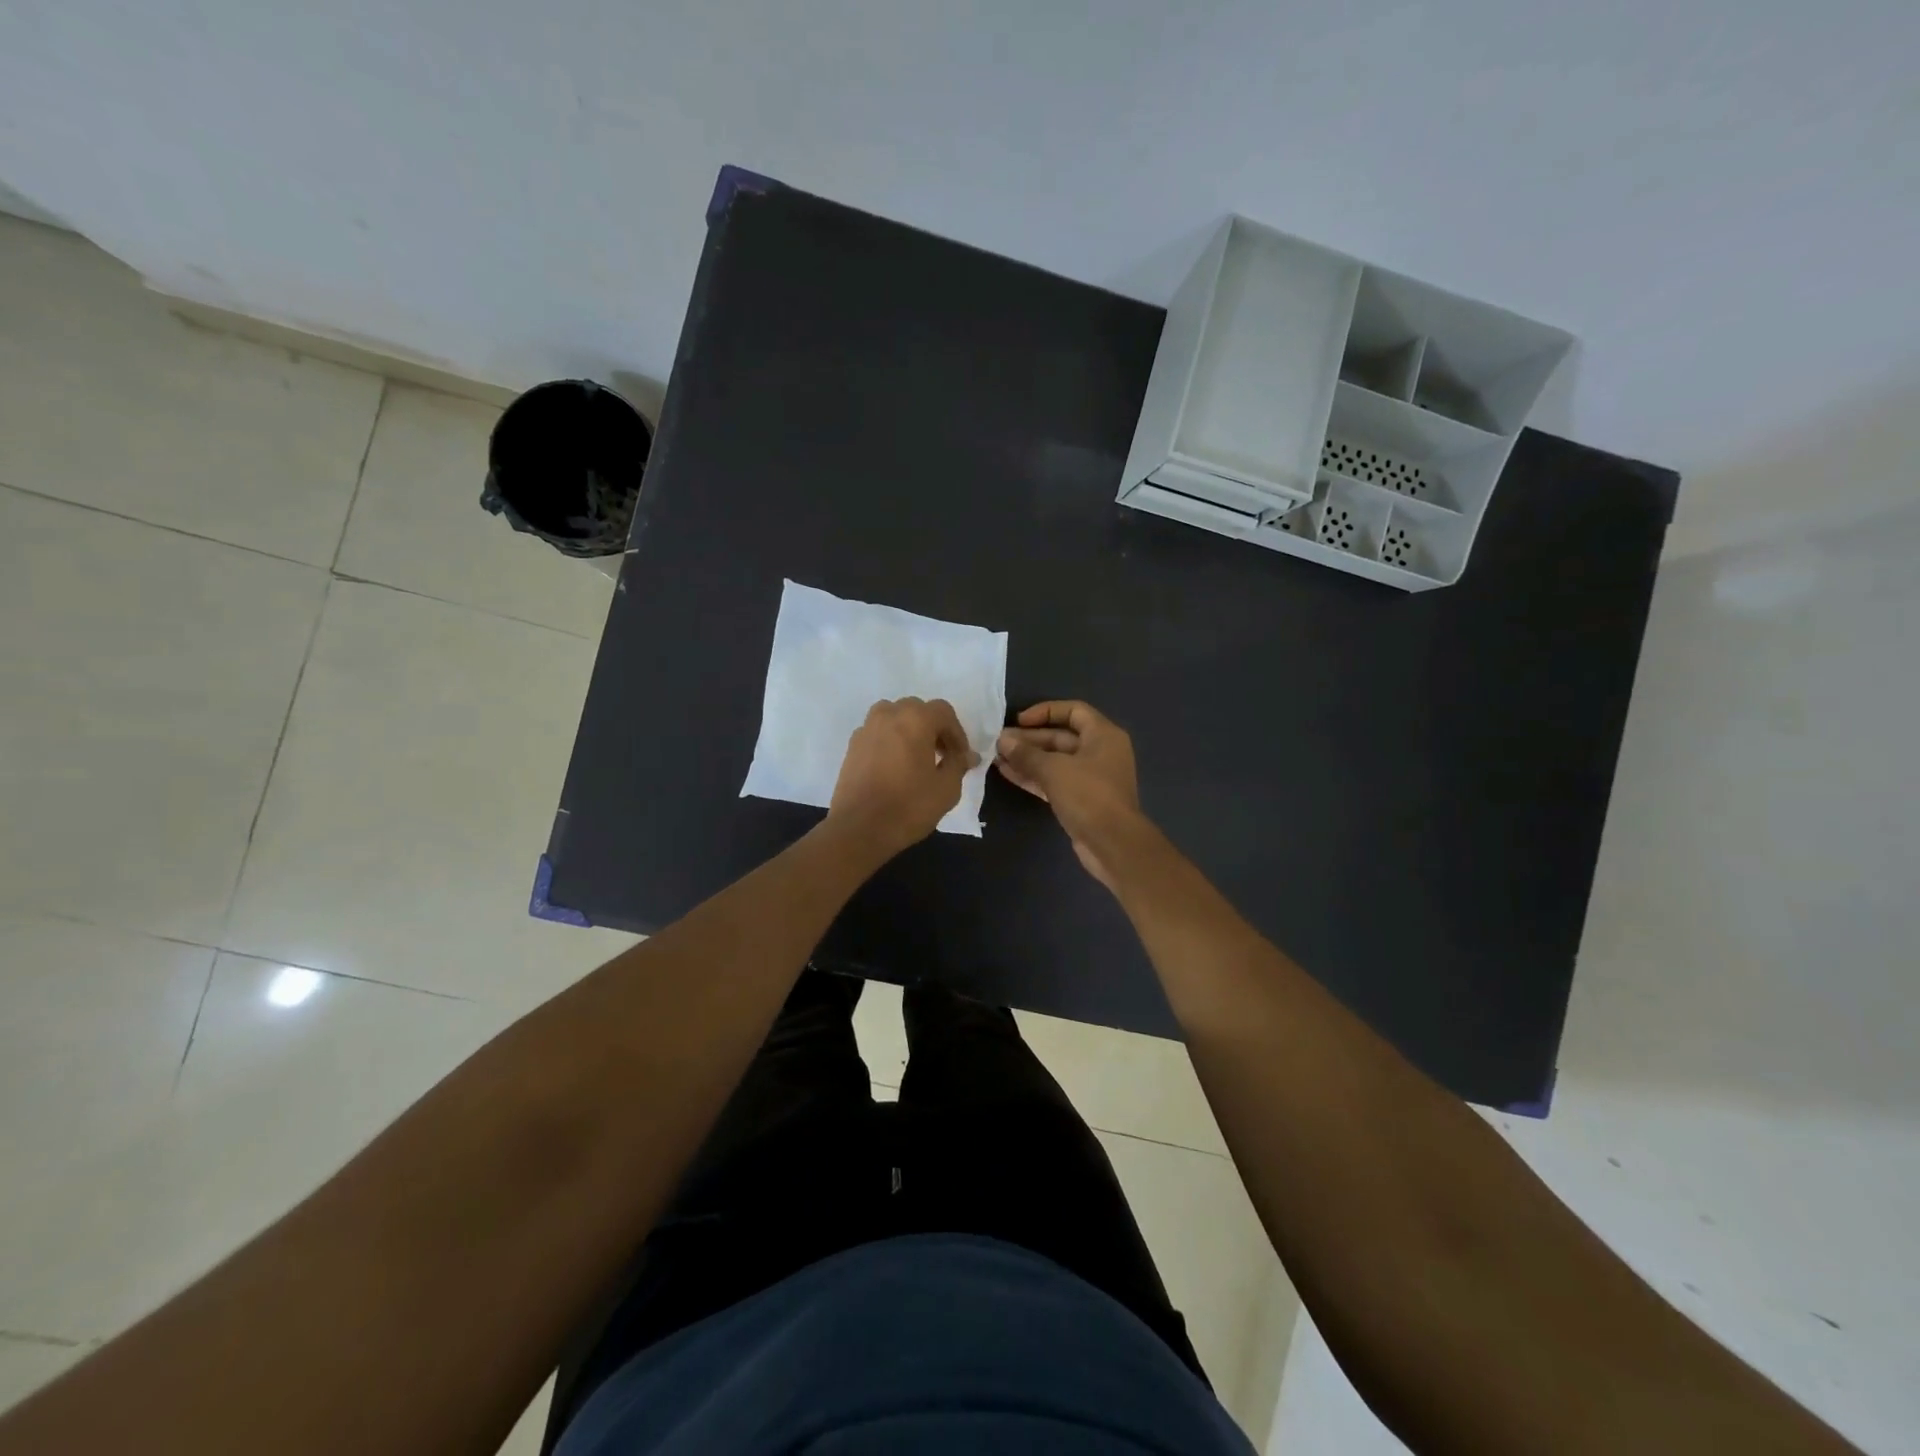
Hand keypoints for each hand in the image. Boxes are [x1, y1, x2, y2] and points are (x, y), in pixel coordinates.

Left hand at [828, 697, 978, 859]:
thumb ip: (959, 764)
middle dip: (933, 729)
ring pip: (894, 717)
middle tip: (942, 755)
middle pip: (917, 710)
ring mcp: (867, 728)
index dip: (957, 733)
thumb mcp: (947, 788)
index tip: (961, 757)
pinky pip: (878, 733)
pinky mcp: (852, 746)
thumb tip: (967, 756)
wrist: (859, 828)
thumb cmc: (909, 806)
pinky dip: (890, 741)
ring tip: (917, 757)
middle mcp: (888, 715)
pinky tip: (895, 767)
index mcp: (915, 719)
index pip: (943, 712)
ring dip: (909, 730)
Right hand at [994, 701, 1143, 889]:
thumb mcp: (1054, 769)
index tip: (1019, 720)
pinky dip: (1033, 776)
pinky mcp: (1081, 799)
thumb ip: (1026, 754)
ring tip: (997, 757)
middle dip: (1029, 738)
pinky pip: (1054, 780)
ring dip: (1027, 758)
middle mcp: (1100, 752)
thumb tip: (1003, 741)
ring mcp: (1090, 777)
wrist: (1112, 844)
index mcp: (1103, 735)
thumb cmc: (1088, 795)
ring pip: (1055, 761)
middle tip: (999, 742)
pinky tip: (1007, 773)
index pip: (1073, 710)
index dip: (1045, 711)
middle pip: (1061, 736)